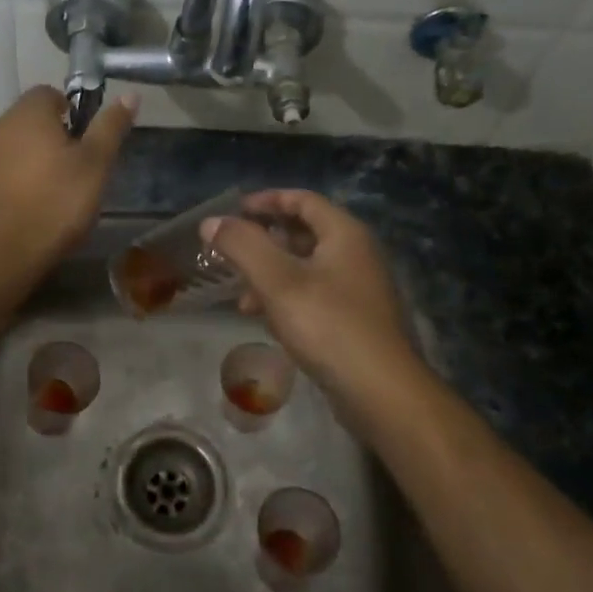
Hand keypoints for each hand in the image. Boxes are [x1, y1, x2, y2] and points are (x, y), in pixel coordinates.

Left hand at [0, 86, 137, 262]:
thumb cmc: (57, 201)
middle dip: (51, 138)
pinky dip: (12, 183)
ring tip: (53, 193)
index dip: (71, 112)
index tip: (85, 141)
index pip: (49, 93)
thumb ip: (110, 127)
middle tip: (75, 169)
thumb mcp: (96, 164)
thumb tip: (130, 95)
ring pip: (12, 148)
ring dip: (30, 160)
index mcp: (28, 114)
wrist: (3, 251)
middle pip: (29, 121)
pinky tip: (28, 209)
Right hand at [202, 190, 422, 408]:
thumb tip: (211, 222)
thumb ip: (242, 246)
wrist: (381, 392)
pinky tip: (266, 321)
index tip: (234, 210)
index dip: (267, 200)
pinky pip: (314, 296)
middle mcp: (356, 255)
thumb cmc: (328, 325)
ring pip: (306, 268)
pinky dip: (286, 299)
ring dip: (271, 275)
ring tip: (241, 296)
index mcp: (344, 234)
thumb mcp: (277, 281)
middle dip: (264, 241)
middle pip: (304, 233)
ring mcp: (358, 289)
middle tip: (231, 252)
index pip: (303, 200)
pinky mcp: (354, 320)